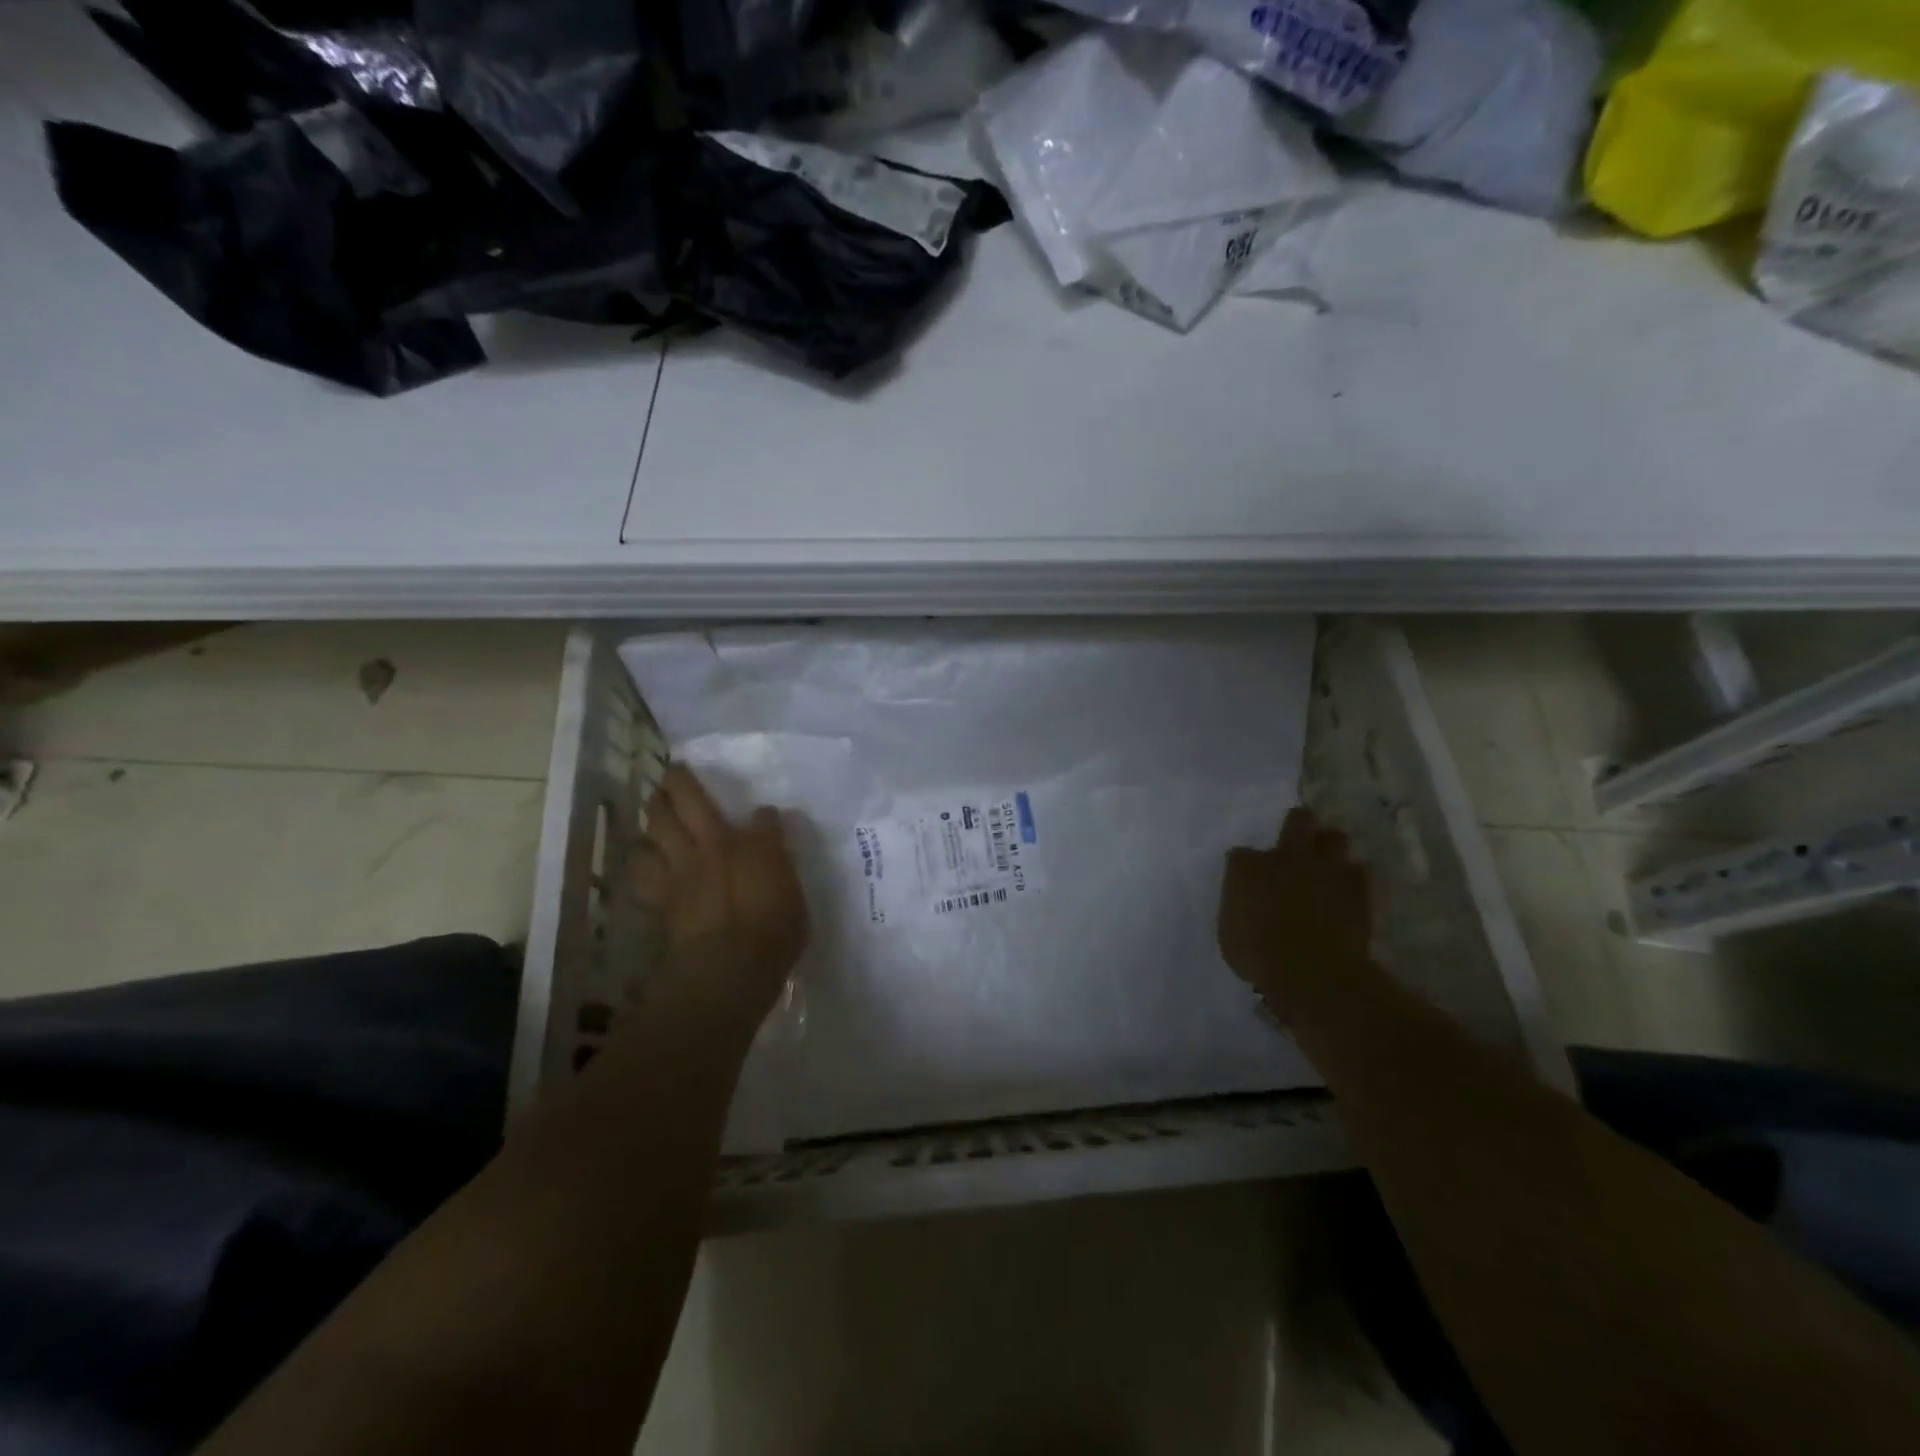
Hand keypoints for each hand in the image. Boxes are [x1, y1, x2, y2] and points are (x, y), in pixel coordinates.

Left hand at [632, 765, 809, 1017]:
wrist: (728, 967)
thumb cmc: (774, 931)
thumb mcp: (795, 895)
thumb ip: (780, 863)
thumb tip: (770, 831)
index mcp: (747, 845)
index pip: (758, 816)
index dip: (756, 811)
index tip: (757, 809)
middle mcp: (710, 847)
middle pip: (686, 803)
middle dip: (678, 783)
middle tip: (673, 773)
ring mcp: (680, 872)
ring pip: (655, 830)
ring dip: (653, 816)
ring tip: (654, 811)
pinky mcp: (662, 899)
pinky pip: (643, 872)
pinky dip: (642, 862)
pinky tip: (644, 861)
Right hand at [1218, 806, 1372, 1009]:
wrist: (1311, 971)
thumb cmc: (1257, 956)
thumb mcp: (1230, 933)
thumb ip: (1239, 909)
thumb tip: (1247, 907)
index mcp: (1246, 867)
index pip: (1241, 854)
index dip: (1246, 867)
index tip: (1248, 881)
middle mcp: (1285, 858)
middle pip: (1297, 821)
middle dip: (1298, 825)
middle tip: (1297, 839)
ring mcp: (1324, 870)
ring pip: (1335, 838)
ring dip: (1330, 847)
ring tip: (1327, 861)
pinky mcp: (1357, 889)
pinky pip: (1359, 872)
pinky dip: (1353, 878)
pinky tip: (1347, 889)